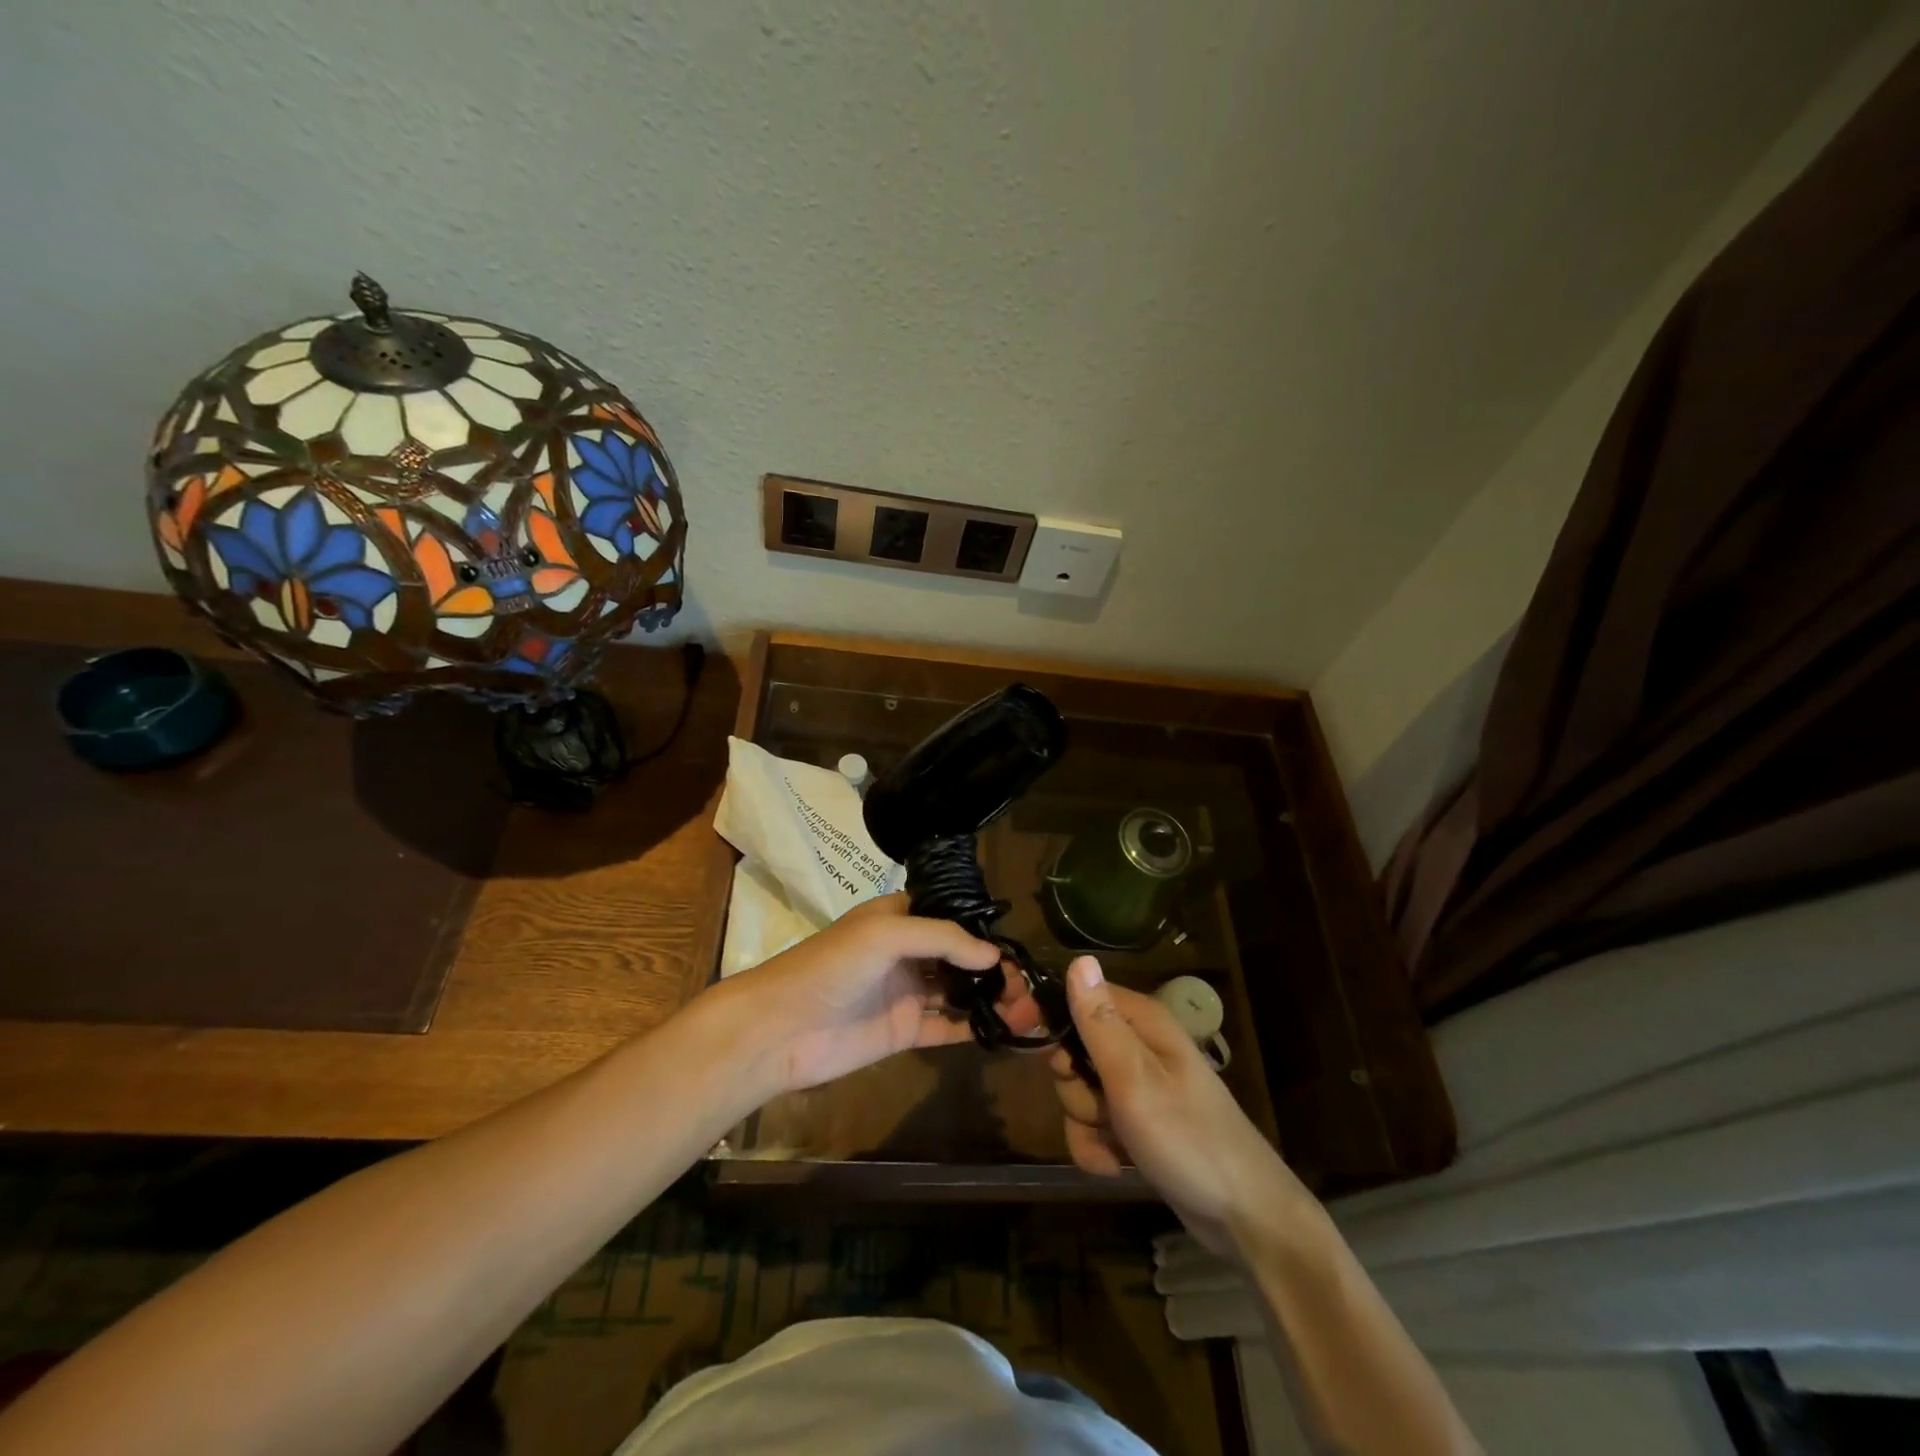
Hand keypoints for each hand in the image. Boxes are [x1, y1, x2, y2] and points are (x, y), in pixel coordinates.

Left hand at [719, 894, 1043, 1095]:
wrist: (782, 1028)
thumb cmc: (833, 966)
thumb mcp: (887, 934)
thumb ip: (943, 939)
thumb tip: (994, 957)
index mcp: (897, 918)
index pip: (949, 915)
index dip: (980, 926)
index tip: (1016, 940)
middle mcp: (905, 952)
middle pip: (958, 956)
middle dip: (992, 967)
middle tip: (1029, 983)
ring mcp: (906, 993)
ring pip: (957, 991)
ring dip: (990, 997)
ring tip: (1028, 1006)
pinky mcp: (903, 1031)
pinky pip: (946, 1027)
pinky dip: (974, 1027)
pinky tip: (1006, 1030)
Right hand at [1051, 956, 1318, 1257]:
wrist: (1245, 1219)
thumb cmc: (1188, 1139)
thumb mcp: (1134, 1078)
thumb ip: (1099, 1022)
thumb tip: (1078, 959)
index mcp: (1141, 1022)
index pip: (1079, 996)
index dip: (1047, 1013)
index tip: (1017, 1029)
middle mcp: (1138, 1047)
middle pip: (1074, 1049)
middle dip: (1073, 1084)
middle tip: (1098, 1104)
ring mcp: (1138, 1088)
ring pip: (1080, 1092)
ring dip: (1085, 1123)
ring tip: (1115, 1144)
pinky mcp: (1138, 1124)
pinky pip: (1094, 1127)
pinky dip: (1097, 1148)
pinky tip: (1116, 1166)